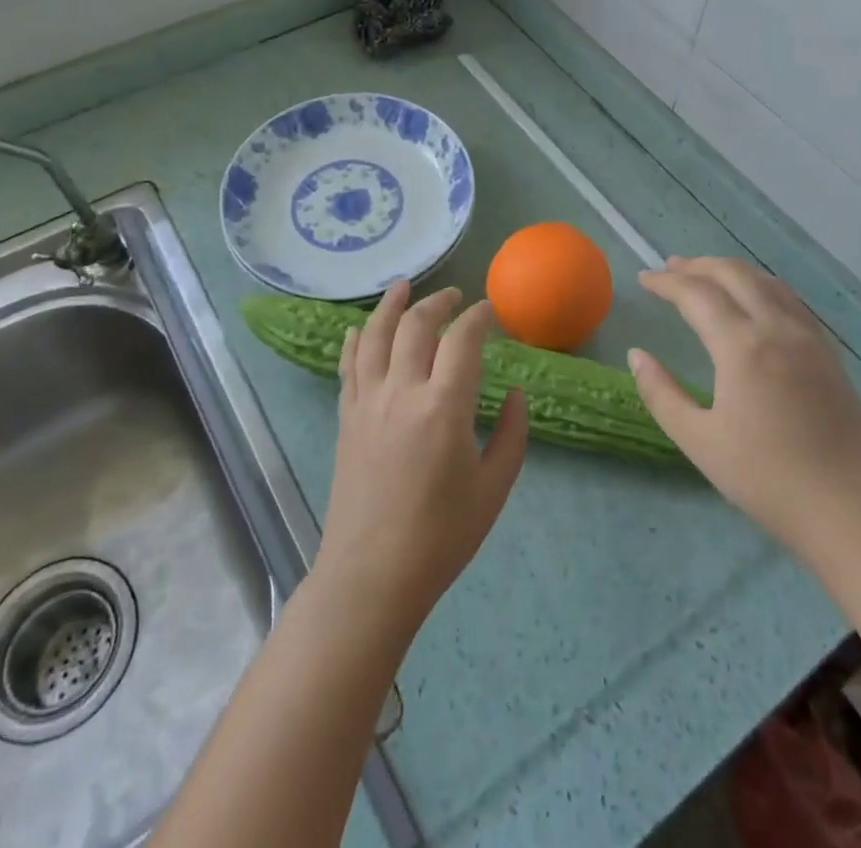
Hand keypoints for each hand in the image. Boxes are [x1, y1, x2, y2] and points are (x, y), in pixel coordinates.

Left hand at [311, 280, 528, 639]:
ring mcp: (367, 401)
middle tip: (456, 297)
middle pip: (416, 325)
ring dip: (391, 305)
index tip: (490, 312)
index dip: (479, 318)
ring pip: (375, 334)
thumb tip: (514, 394)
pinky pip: (348, 364)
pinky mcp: (346, 416)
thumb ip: (511, 435)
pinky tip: (359, 327)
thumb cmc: (441, 537)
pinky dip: (356, 339)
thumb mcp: (494, 489)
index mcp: (444, 407)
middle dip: (439, 303)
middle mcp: (402, 391)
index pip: (463, 340)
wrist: (372, 575)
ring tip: (404, 285)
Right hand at [629, 257, 860, 555]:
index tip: (643, 280)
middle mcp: (777, 328)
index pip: (697, 294)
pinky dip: (760, 286)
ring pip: (766, 281)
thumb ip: (661, 394)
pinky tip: (753, 301)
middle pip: (734, 274)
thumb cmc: (768, 479)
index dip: (666, 282)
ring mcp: (809, 338)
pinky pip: (790, 300)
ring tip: (705, 276)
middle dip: (697, 266)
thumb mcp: (699, 442)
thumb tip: (636, 355)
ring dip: (730, 271)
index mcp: (742, 346)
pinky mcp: (829, 353)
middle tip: (669, 269)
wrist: (853, 512)